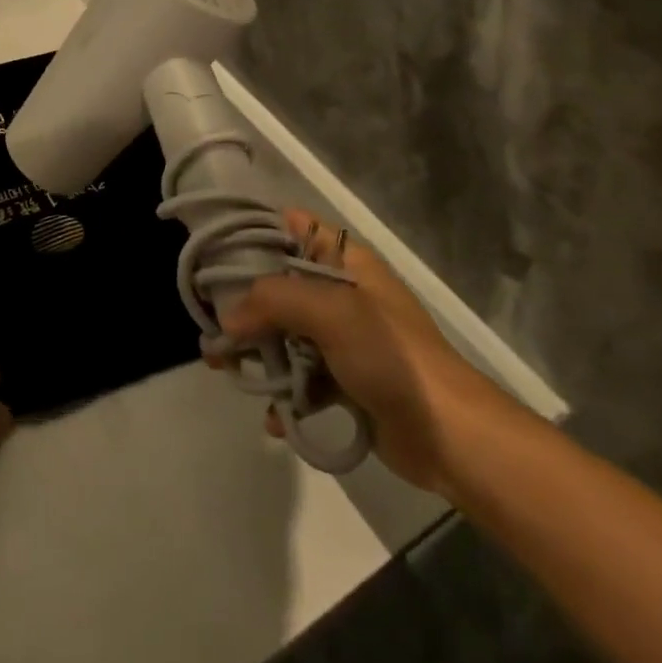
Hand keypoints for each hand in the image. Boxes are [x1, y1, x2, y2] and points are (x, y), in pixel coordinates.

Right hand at [218, 208, 513, 493]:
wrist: (450, 434)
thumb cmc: (392, 357)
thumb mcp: (332, 312)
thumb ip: (273, 301)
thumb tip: (227, 319)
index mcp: (347, 263)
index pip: (296, 228)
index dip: (257, 233)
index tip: (217, 251)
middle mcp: (343, 294)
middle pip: (282, 286)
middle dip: (245, 305)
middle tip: (211, 324)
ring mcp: (345, 340)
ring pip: (287, 335)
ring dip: (259, 353)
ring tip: (225, 369)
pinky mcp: (346, 382)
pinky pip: (302, 379)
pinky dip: (286, 395)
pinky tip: (274, 417)